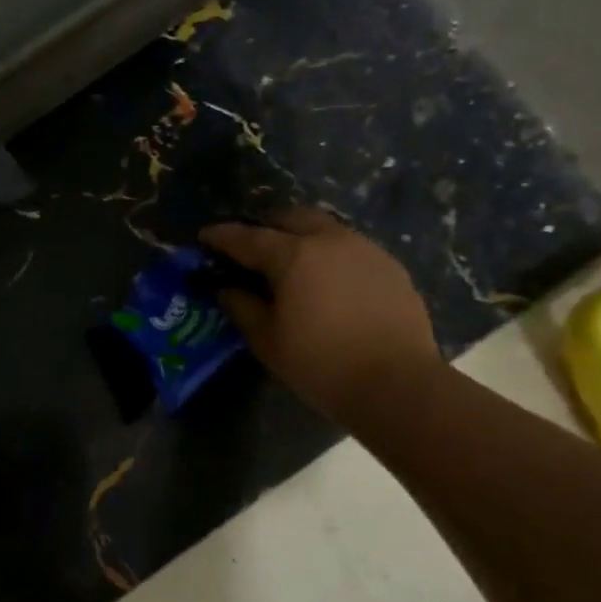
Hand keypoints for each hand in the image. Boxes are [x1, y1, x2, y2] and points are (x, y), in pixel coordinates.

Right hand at [200, 206, 440, 422]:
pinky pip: (349, 247)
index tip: (204, 236)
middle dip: (266, 226)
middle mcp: (330, 241)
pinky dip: (328, 254)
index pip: (248, 238)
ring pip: (324, 228)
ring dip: (300, 236)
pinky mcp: (389, 266)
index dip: (222, 236)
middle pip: (292, 217)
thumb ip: (242, 308)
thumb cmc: (320, 364)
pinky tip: (325, 280)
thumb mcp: (268, 341)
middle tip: (250, 246)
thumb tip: (228, 290)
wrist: (396, 384)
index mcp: (294, 256)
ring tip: (288, 261)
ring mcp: (365, 250)